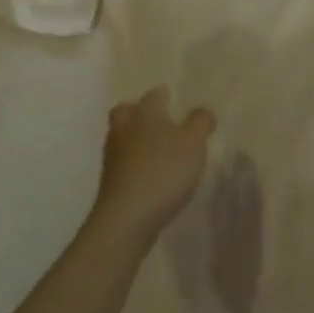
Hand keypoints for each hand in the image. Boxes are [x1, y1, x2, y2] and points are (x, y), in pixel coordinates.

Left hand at [91, 87, 215, 242]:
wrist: (127, 217)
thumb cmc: (164, 170)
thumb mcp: (194, 142)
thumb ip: (201, 122)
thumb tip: (202, 112)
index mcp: (145, 114)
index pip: (153, 96)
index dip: (163, 95)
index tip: (170, 95)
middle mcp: (124, 129)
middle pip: (126, 112)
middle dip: (138, 111)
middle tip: (156, 117)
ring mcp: (113, 157)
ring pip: (122, 136)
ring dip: (135, 137)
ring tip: (156, 146)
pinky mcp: (111, 182)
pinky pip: (123, 162)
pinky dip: (134, 161)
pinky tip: (150, 171)